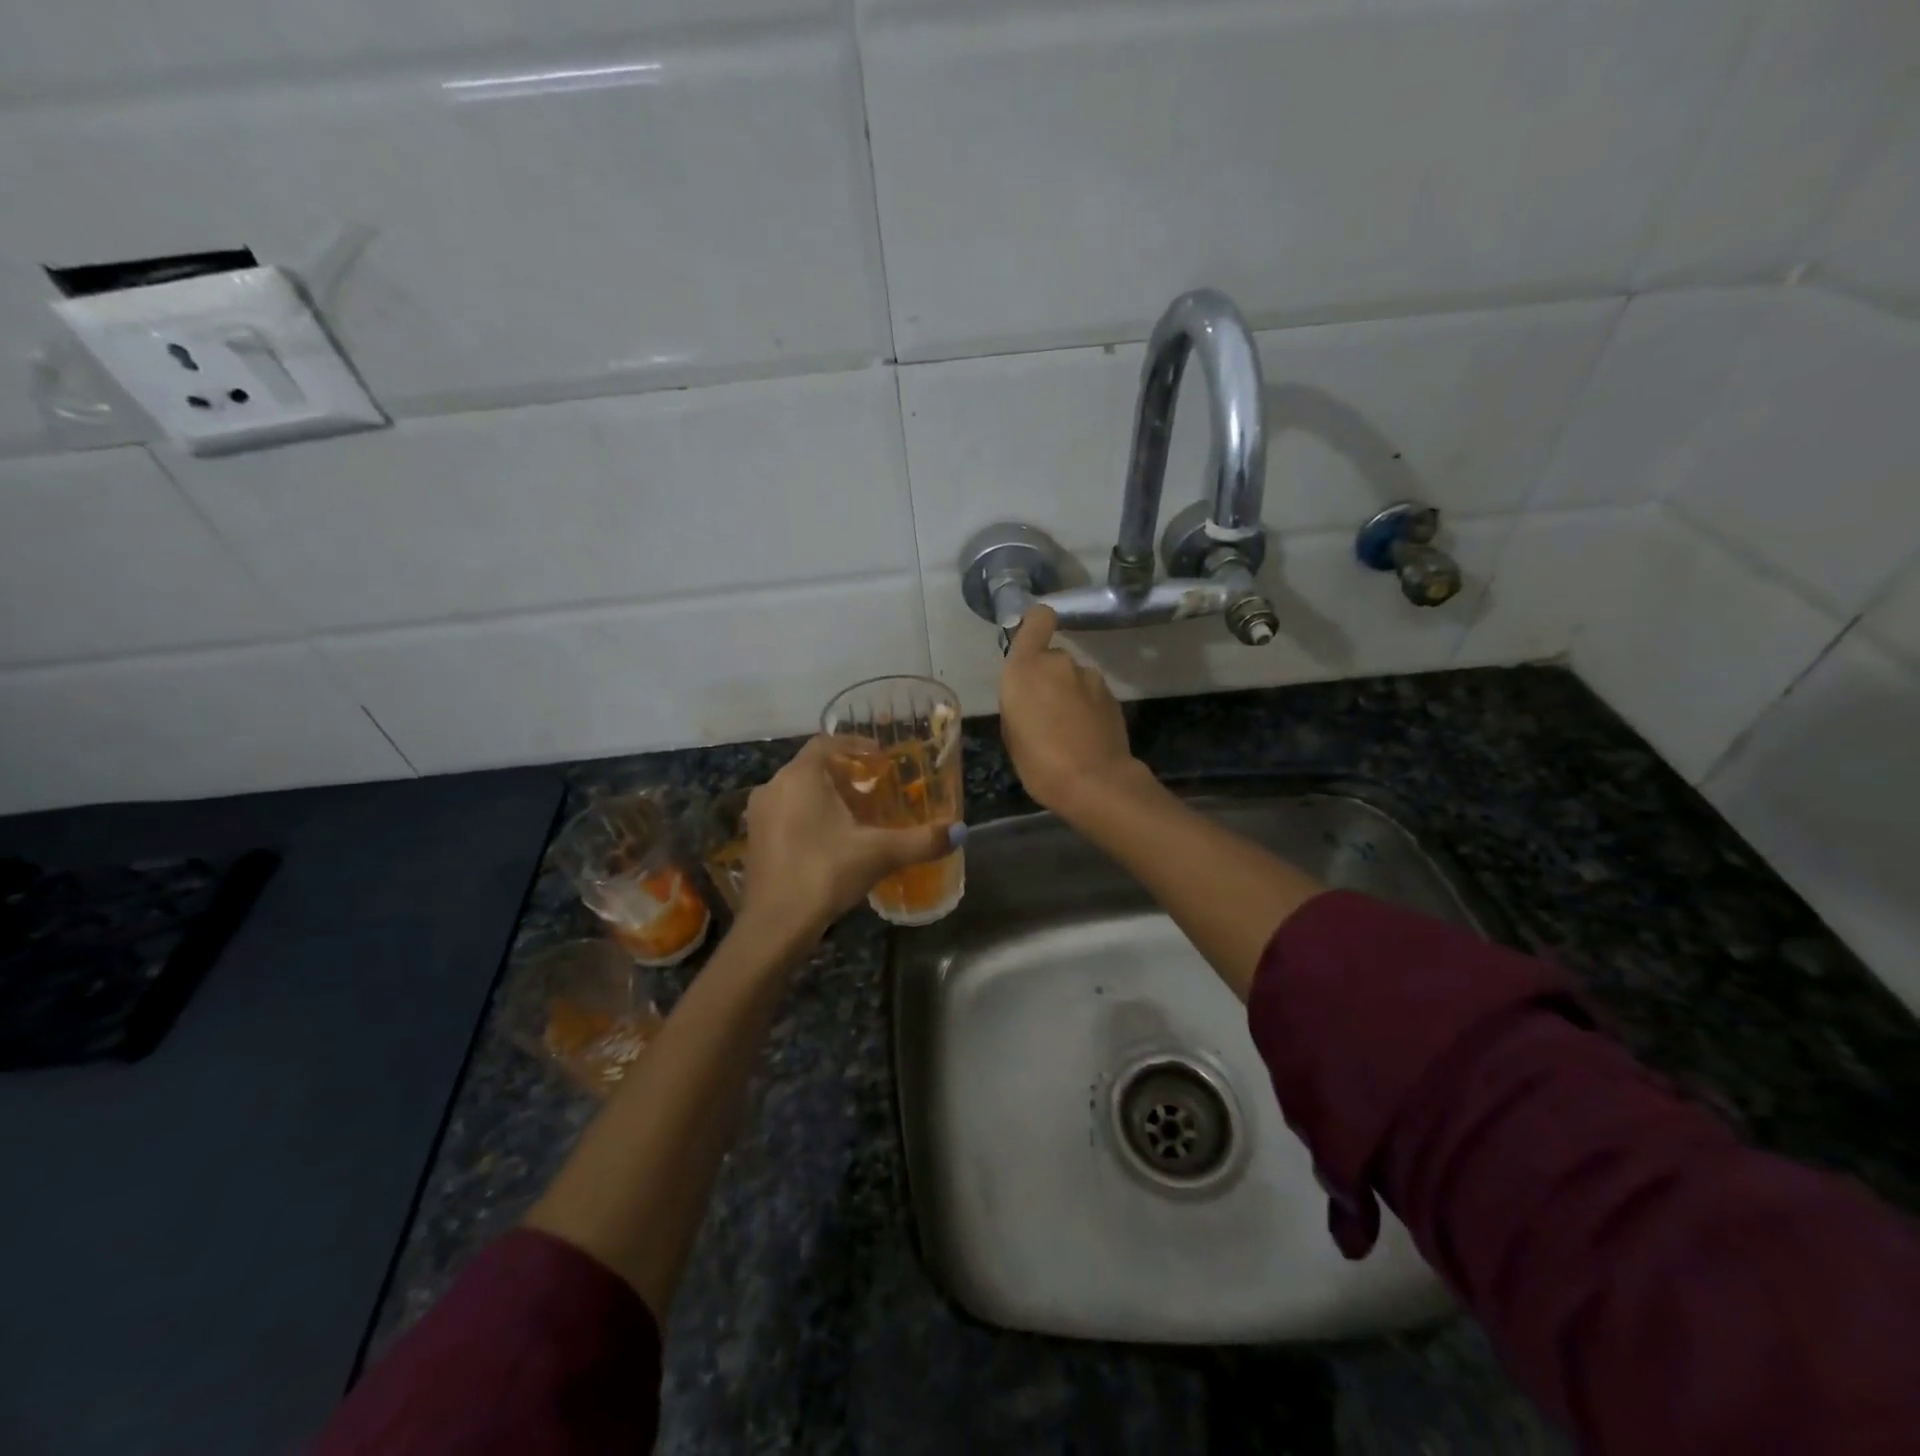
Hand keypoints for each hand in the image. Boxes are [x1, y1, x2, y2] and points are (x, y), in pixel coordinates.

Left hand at [741, 736, 955, 937]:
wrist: (775, 925)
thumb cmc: (825, 873)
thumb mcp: (879, 854)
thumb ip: (921, 840)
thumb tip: (960, 832)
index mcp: (800, 776)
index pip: (826, 742)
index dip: (855, 745)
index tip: (880, 758)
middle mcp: (774, 787)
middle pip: (811, 767)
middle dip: (843, 774)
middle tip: (874, 788)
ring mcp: (759, 815)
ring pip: (797, 792)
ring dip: (825, 796)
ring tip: (857, 815)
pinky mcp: (754, 841)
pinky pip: (785, 815)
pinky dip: (808, 817)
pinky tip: (831, 841)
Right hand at [998, 607, 1144, 814]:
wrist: (1094, 782)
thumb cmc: (1038, 762)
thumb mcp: (1012, 731)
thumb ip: (1019, 700)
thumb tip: (1033, 694)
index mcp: (1026, 667)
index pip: (1038, 618)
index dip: (1035, 624)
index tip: (1031, 643)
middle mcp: (1060, 662)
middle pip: (1052, 657)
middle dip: (1048, 677)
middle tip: (1043, 712)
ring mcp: (1090, 678)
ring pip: (1073, 677)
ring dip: (1069, 693)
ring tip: (1066, 729)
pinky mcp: (1112, 696)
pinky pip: (1091, 694)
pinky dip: (1087, 708)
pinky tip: (1085, 736)